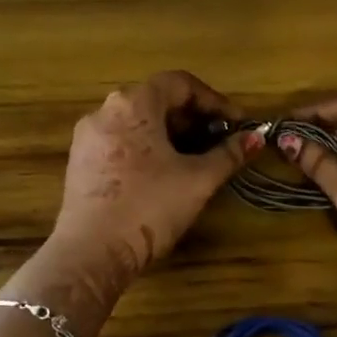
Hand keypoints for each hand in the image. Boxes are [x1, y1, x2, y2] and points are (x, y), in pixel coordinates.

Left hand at [47, 71, 259, 297]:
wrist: (92, 253)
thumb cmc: (150, 207)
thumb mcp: (198, 180)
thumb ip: (229, 154)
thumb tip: (256, 137)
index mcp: (133, 103)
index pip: (180, 83)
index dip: (214, 101)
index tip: (236, 124)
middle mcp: (105, 111)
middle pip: (156, 100)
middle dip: (192, 118)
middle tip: (219, 142)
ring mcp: (88, 137)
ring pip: (137, 122)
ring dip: (170, 134)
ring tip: (195, 159)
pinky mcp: (80, 162)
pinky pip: (120, 142)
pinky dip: (146, 148)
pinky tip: (163, 174)